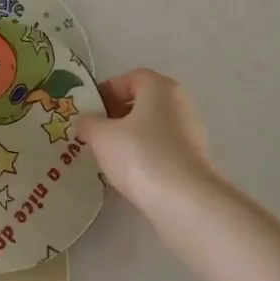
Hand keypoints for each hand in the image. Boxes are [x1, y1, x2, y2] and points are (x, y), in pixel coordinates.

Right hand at [73, 70, 226, 221]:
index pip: (130, 78)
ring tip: (108, 157)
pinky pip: (162, 152)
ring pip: (152, 129)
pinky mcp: (194, 163)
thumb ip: (89, 123)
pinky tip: (129, 175)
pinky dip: (145, 158)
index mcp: (161, 88)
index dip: (107, 91)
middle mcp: (180, 105)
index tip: (89, 111)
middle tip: (95, 134)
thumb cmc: (140, 155)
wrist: (185, 202)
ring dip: (130, 139)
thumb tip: (85, 122)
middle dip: (117, 116)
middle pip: (143, 103)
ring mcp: (191, 135)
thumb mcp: (101, 136)